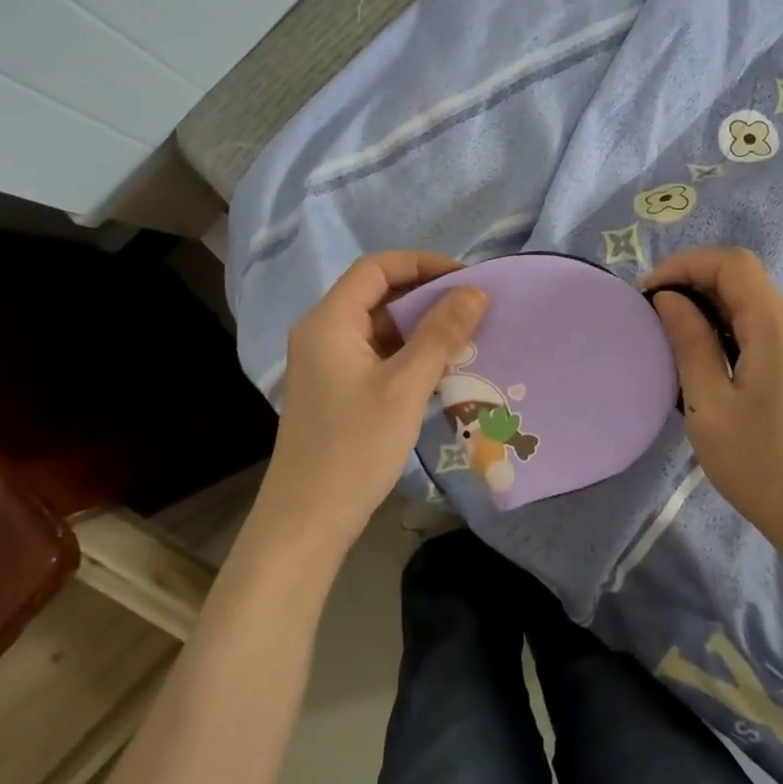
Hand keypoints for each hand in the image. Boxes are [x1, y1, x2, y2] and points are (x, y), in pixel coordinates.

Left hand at [252, 252, 486, 559]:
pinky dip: (408, 353)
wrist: (308, 519)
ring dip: (420, 327)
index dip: (422, 264)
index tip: (466, 279)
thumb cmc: (354, 447)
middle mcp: (322, 333)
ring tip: (464, 337)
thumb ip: (440, 334)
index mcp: (329, 321)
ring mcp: (326, 364)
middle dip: (426, 295)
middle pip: (377, 295)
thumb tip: (474, 292)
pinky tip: (439, 369)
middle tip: (472, 309)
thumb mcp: (405, 386)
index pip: (376, 268)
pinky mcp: (335, 389)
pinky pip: (376, 355)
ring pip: (378, 327)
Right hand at [646, 247, 782, 599]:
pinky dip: (729, 331)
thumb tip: (669, 299)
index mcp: (778, 328)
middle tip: (652, 316)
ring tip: (671, 339)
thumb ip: (690, 343)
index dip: (685, 264)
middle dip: (693, 285)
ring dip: (710, 310)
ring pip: (753, 306)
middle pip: (743, 280)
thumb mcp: (710, 406)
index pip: (732, 264)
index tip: (648, 292)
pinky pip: (764, 331)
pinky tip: (706, 362)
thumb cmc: (763, 466)